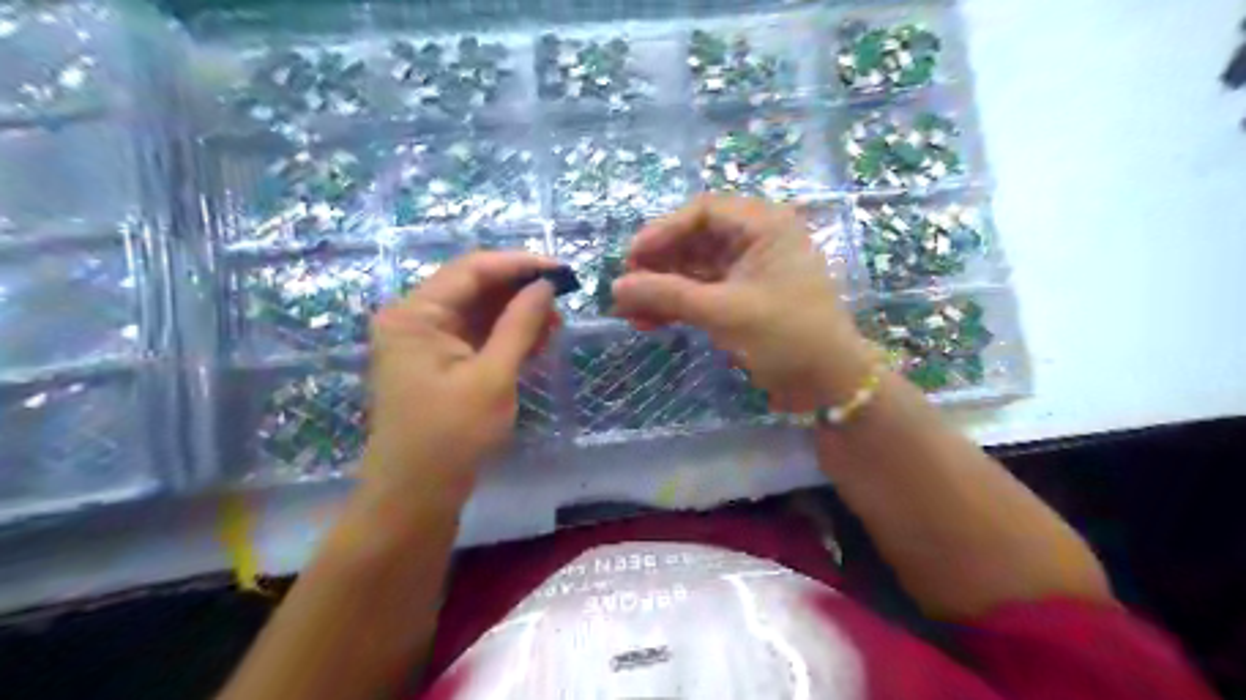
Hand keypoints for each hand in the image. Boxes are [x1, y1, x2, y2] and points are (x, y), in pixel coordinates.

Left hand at [361, 251, 555, 502]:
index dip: (520, 265)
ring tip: (554, 326)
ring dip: (516, 314)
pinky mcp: (437, 361)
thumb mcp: (493, 377)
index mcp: (415, 313)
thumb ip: (520, 324)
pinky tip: (535, 342)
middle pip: (474, 286)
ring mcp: (424, 340)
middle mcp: (414, 317)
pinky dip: (505, 335)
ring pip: (478, 311)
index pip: (472, 269)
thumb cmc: (451, 436)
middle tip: (563, 302)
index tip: (563, 270)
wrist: (415, 497)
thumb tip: (546, 285)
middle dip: (520, 291)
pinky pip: (475, 335)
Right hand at [613, 195, 869, 413]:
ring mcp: (748, 271)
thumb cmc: (786, 335)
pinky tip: (650, 323)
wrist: (827, 384)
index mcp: (764, 225)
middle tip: (625, 289)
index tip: (632, 258)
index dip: (662, 231)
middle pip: (693, 240)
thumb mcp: (724, 312)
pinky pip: (701, 292)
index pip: (702, 211)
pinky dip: (677, 305)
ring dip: (662, 289)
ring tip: (628, 313)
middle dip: (657, 265)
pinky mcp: (741, 299)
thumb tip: (616, 287)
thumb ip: (668, 295)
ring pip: (693, 269)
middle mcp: (755, 240)